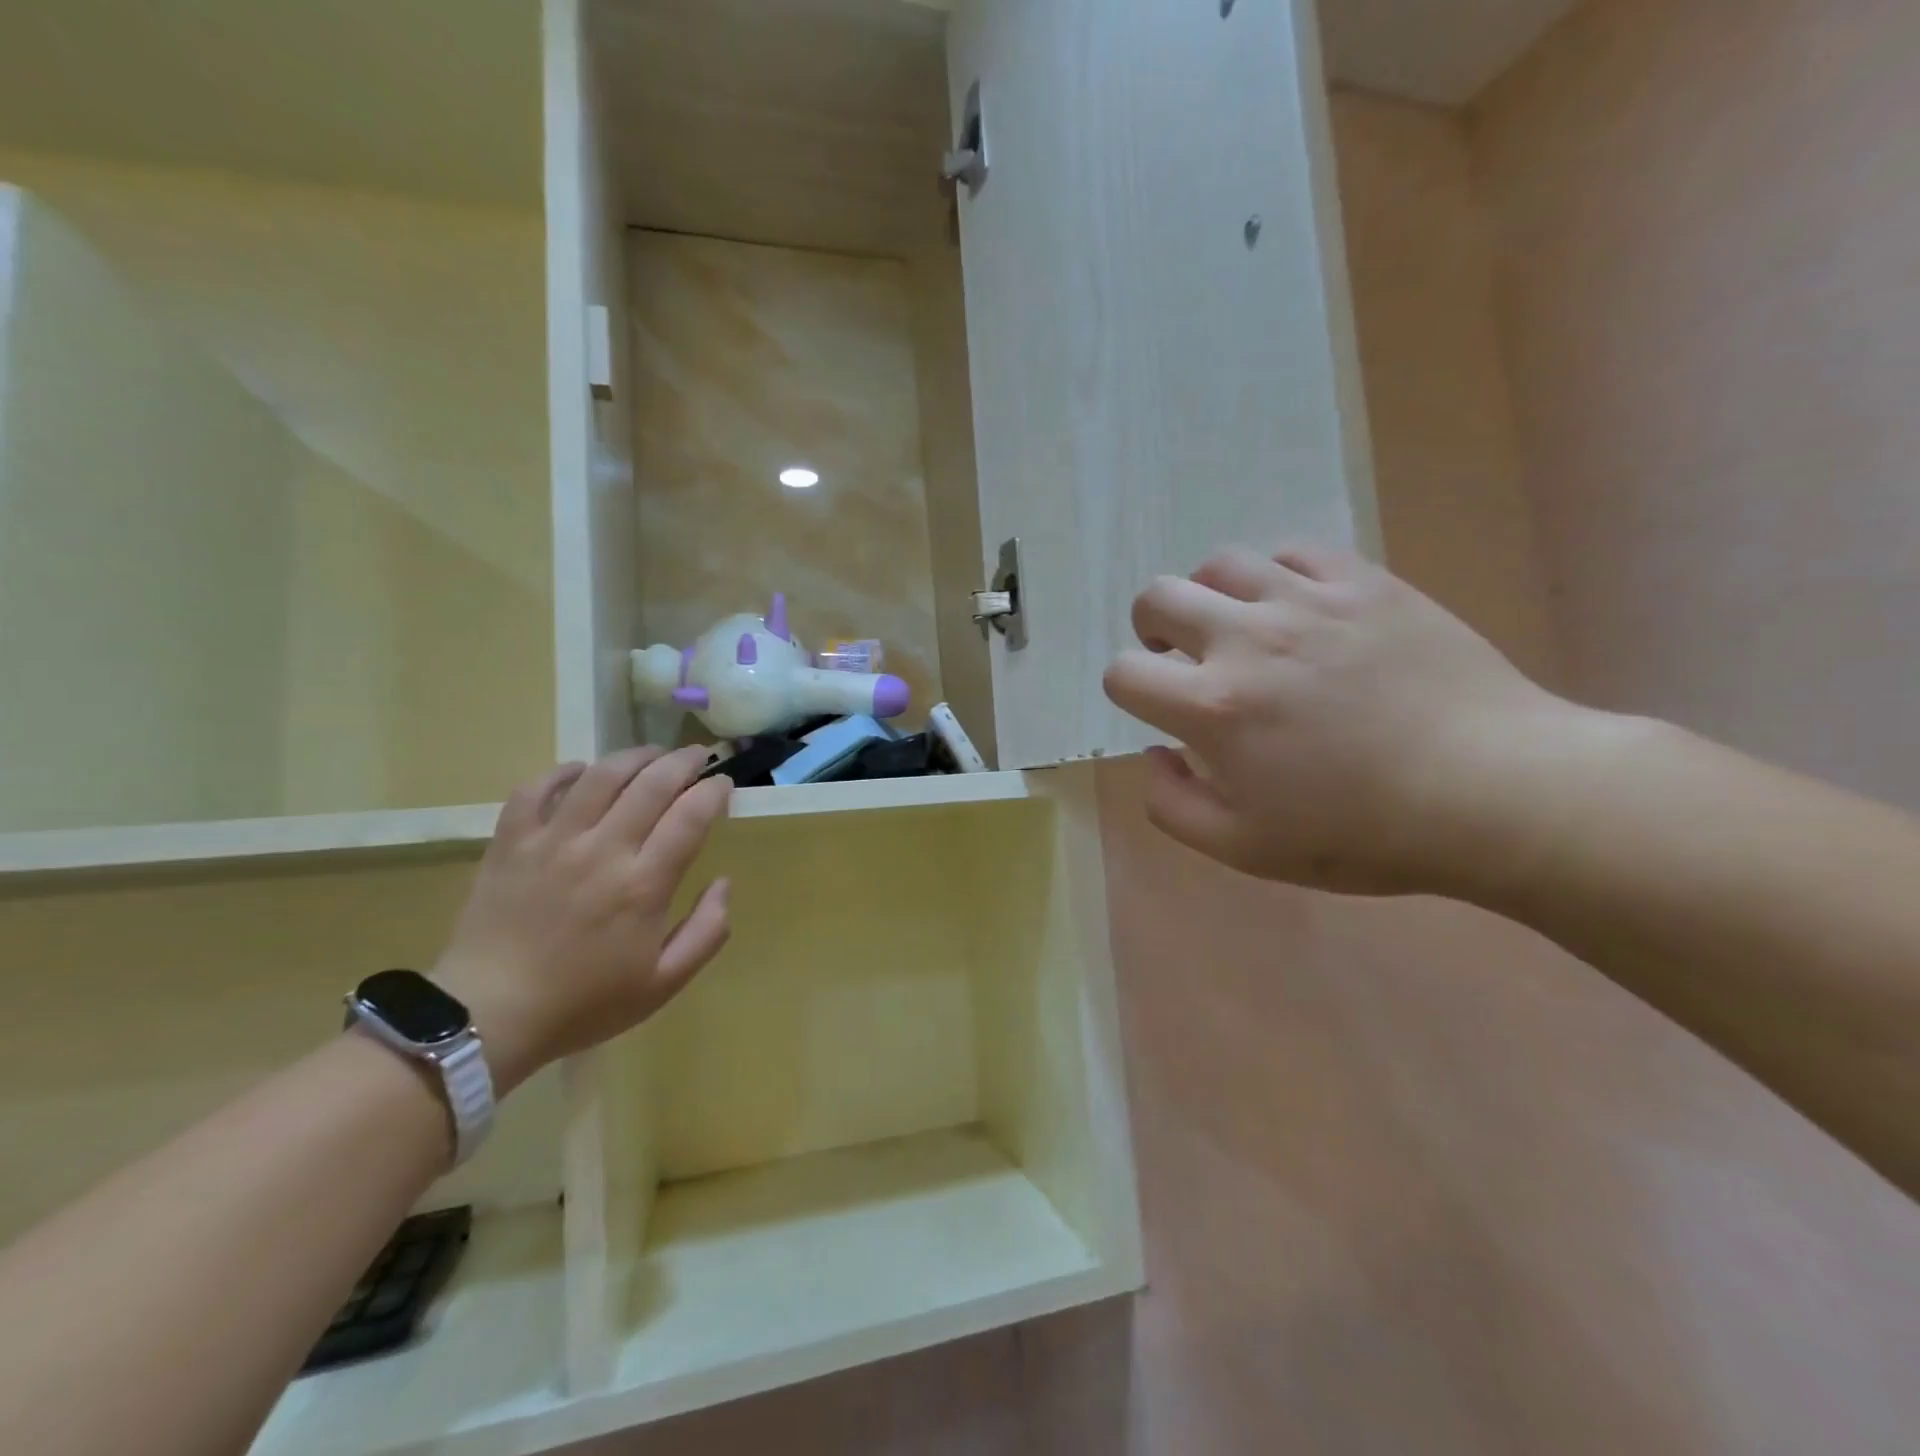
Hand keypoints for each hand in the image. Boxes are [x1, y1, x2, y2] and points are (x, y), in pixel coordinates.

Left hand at [433, 745, 731, 1091]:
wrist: (488, 1017)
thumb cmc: (584, 1003)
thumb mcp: (663, 983)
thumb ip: (707, 932)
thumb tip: (724, 883)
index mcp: (643, 885)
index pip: (690, 816)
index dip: (713, 791)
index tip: (723, 785)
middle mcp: (602, 850)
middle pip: (651, 784)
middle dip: (683, 762)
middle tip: (698, 756)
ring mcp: (552, 841)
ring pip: (600, 776)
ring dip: (634, 757)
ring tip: (652, 755)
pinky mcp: (510, 842)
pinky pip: (536, 789)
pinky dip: (563, 772)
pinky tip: (582, 772)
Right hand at [1103, 544, 1589, 895]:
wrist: (1493, 792)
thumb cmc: (1363, 833)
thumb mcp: (1245, 849)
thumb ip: (1173, 806)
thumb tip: (1154, 755)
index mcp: (1213, 708)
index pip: (1124, 673)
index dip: (1127, 690)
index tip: (1157, 705)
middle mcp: (1248, 641)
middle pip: (1157, 597)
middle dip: (1152, 629)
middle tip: (1183, 656)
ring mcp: (1308, 602)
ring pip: (1220, 564)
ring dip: (1210, 596)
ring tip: (1239, 627)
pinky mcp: (1363, 583)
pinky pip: (1294, 552)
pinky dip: (1276, 576)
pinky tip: (1296, 609)